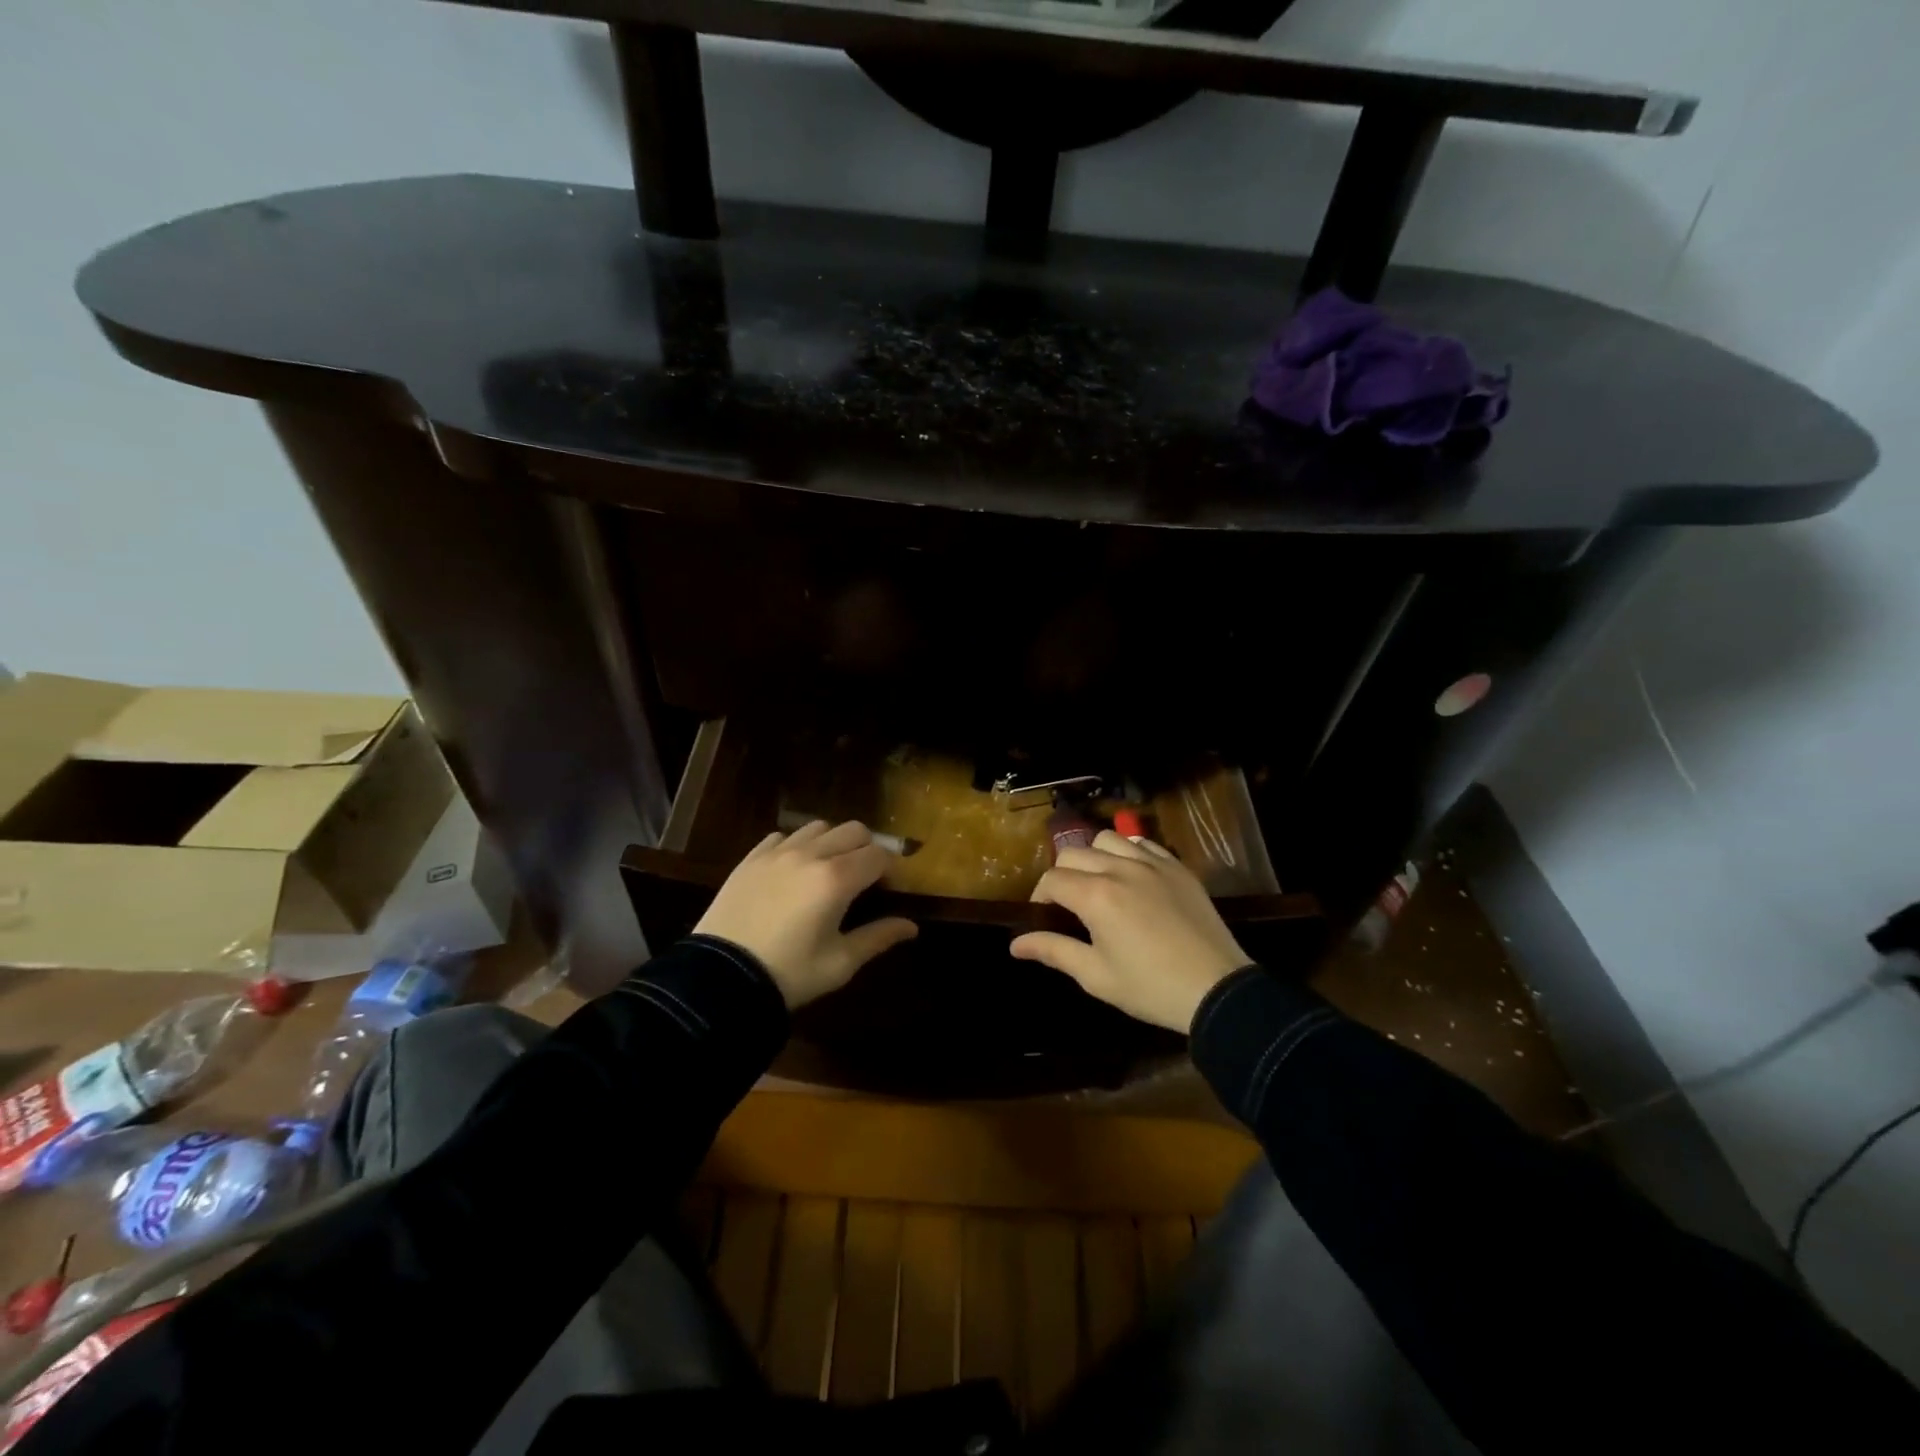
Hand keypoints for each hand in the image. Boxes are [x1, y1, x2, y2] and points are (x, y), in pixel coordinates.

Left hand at [695, 820, 917, 1008]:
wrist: (720, 978)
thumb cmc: (789, 974)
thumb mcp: (840, 963)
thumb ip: (878, 937)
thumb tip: (911, 926)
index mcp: (837, 879)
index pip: (879, 855)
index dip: (891, 869)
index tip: (890, 888)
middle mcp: (811, 854)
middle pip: (854, 830)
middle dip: (867, 849)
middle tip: (864, 878)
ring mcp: (778, 852)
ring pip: (819, 827)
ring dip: (833, 842)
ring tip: (828, 870)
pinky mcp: (751, 858)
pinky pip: (783, 836)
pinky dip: (798, 846)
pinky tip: (793, 870)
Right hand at [1010, 830, 1251, 1031]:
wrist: (1216, 990)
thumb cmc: (1150, 988)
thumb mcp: (1096, 975)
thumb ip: (1054, 951)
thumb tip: (1015, 943)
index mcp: (1096, 896)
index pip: (1052, 880)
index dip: (1040, 897)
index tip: (1045, 918)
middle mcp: (1120, 869)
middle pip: (1073, 853)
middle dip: (1062, 875)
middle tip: (1069, 905)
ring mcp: (1152, 863)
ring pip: (1107, 840)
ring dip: (1094, 857)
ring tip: (1100, 883)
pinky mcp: (1177, 867)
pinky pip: (1142, 843)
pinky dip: (1128, 852)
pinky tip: (1132, 876)